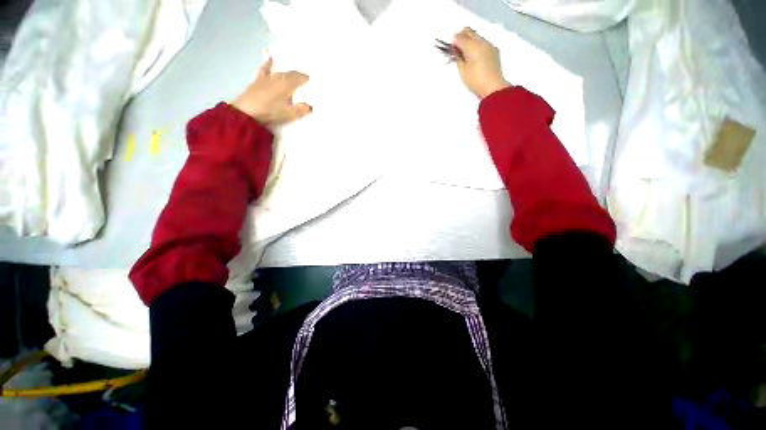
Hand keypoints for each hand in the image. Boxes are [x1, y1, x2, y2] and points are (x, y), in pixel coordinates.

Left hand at [231, 58, 311, 124]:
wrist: (247, 111)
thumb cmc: (270, 111)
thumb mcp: (289, 113)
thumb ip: (301, 109)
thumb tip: (311, 107)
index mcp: (287, 83)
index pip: (300, 77)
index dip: (307, 79)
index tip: (313, 82)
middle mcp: (278, 76)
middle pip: (291, 73)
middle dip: (299, 76)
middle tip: (305, 81)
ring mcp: (267, 76)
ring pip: (280, 71)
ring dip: (287, 72)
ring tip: (292, 73)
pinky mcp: (259, 79)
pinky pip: (265, 69)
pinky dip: (269, 64)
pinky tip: (270, 60)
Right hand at [453, 27, 510, 98]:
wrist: (493, 86)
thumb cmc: (475, 80)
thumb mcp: (463, 71)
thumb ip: (458, 58)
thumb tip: (457, 51)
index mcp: (472, 46)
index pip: (460, 37)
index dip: (453, 42)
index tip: (451, 49)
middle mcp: (481, 42)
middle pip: (469, 31)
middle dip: (461, 37)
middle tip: (457, 49)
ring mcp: (489, 45)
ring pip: (476, 36)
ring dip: (469, 41)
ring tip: (466, 54)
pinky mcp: (494, 50)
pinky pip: (483, 42)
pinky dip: (477, 45)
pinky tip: (475, 56)